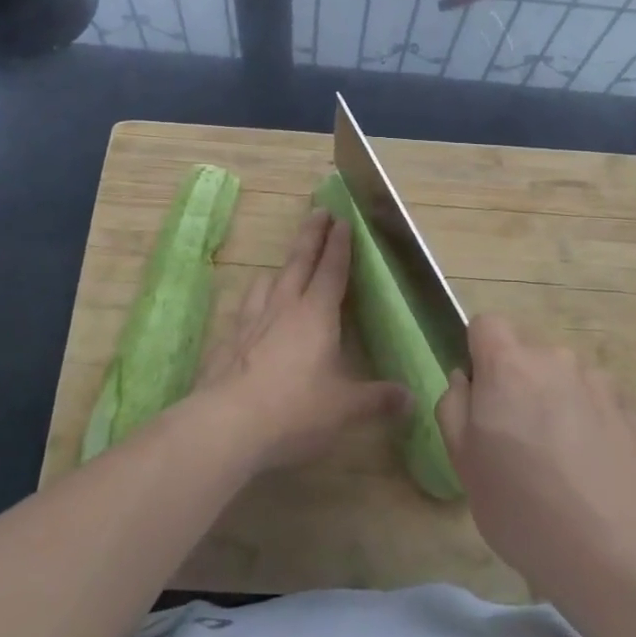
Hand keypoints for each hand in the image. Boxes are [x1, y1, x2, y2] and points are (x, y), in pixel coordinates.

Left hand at [196, 209, 409, 472]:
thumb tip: (410, 398)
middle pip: (299, 261)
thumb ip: (377, 400)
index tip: (343, 220)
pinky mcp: (227, 341)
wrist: (225, 425)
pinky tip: (251, 316)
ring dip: (280, 268)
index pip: (332, 270)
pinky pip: (244, 310)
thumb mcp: (345, 409)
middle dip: (312, 235)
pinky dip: (253, 302)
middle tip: (318, 211)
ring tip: (284, 266)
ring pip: (267, 281)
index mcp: (316, 314)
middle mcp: (283, 307)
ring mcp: (250, 321)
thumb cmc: (295, 410)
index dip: (340, 245)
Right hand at [436, 314, 635, 606]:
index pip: (486, 324)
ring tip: (561, 468)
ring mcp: (599, 382)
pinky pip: (594, 403)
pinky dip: (587, 424)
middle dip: (516, 386)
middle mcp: (556, 358)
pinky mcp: (632, 410)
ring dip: (554, 405)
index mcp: (509, 365)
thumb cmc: (526, 510)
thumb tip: (465, 380)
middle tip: (516, 444)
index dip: (478, 354)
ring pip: (562, 380)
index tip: (481, 399)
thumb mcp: (464, 465)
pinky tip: (593, 476)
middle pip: (526, 354)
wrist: (626, 557)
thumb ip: (454, 407)